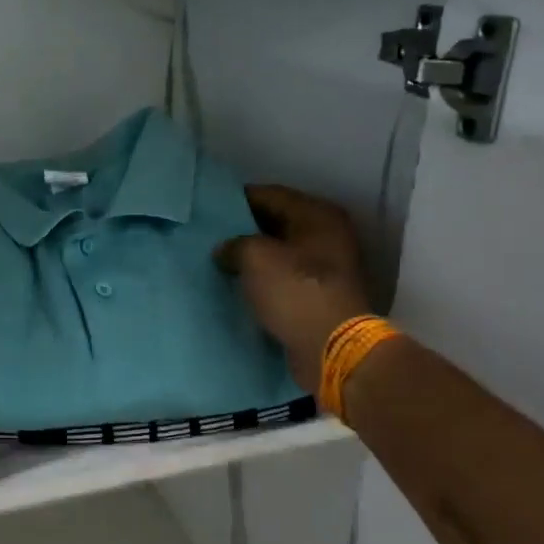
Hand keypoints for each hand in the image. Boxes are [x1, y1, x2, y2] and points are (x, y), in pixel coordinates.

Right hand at [215, 185, 372, 390]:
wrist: (332, 348)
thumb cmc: (295, 291)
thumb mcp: (255, 257)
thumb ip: (234, 244)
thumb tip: (225, 250)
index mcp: (318, 215)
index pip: (270, 194)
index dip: (238, 200)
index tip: (210, 209)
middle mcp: (327, 234)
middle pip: (277, 223)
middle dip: (245, 229)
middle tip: (211, 236)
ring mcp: (327, 266)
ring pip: (280, 252)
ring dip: (254, 257)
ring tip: (221, 261)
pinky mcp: (320, 295)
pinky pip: (285, 278)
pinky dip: (264, 279)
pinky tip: (240, 285)